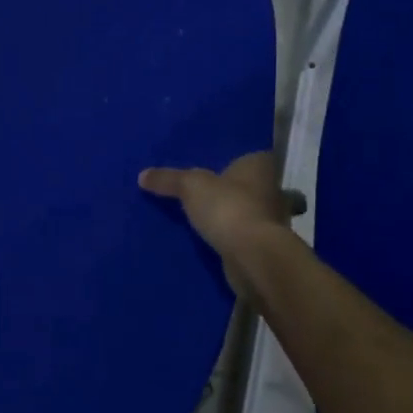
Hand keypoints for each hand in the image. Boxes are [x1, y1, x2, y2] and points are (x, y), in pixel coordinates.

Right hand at [139, 152, 290, 297]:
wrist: (252, 257)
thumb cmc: (227, 207)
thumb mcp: (190, 186)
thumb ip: (168, 179)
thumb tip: (142, 175)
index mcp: (259, 165)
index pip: (246, 154)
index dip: (229, 157)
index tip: (209, 162)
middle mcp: (270, 189)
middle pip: (245, 184)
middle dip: (226, 188)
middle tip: (197, 188)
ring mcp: (269, 220)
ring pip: (243, 211)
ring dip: (226, 214)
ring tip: (197, 214)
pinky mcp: (262, 246)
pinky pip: (240, 235)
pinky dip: (227, 236)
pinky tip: (206, 238)